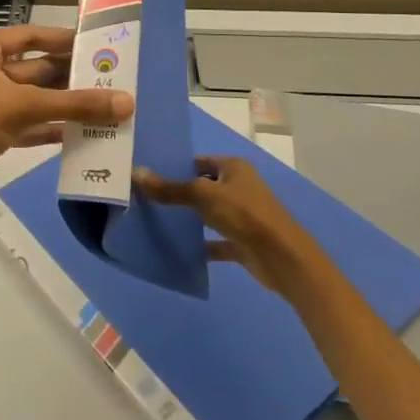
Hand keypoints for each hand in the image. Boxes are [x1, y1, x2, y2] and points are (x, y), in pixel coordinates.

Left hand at [0, 25, 133, 208]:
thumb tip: (127, 102)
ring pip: (31, 98)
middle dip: (69, 76)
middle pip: (34, 68)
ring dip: (62, 104)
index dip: (62, 39)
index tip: (95, 44)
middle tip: (109, 79)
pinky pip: (24, 123)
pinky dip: (47, 126)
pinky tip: (77, 133)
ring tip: (102, 107)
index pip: (30, 36)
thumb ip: (74, 104)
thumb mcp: (24, 107)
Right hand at [135, 155, 314, 294]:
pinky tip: (179, 248)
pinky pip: (216, 241)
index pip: (200, 161)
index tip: (150, 173)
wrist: (283, 259)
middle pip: (204, 186)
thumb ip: (171, 188)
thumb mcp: (204, 196)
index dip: (177, 165)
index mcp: (234, 168)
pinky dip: (201, 244)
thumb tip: (136, 173)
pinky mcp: (243, 242)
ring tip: (157, 220)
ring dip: (190, 218)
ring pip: (210, 213)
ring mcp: (242, 216)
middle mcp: (239, 188)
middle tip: (147, 196)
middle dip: (180, 192)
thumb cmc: (245, 215)